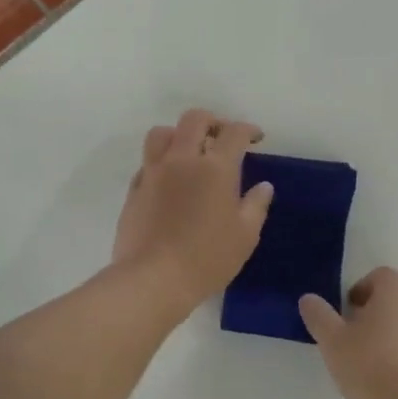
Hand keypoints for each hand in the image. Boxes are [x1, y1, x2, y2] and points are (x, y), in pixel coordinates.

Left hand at [113, 109, 274, 313]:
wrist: (152, 279)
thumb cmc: (207, 258)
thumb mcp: (245, 236)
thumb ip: (256, 206)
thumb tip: (263, 186)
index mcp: (215, 168)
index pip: (233, 133)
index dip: (247, 129)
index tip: (255, 138)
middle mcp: (182, 160)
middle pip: (194, 120)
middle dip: (213, 122)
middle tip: (222, 137)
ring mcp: (154, 172)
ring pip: (162, 133)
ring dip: (179, 135)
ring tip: (190, 152)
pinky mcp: (134, 189)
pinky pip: (147, 162)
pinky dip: (161, 162)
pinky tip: (169, 181)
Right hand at [299, 269, 397, 398]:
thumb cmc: (375, 372)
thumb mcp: (333, 344)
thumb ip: (319, 316)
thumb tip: (309, 299)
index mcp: (397, 291)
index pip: (378, 277)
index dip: (360, 294)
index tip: (347, 320)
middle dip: (379, 316)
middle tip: (359, 346)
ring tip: (382, 371)